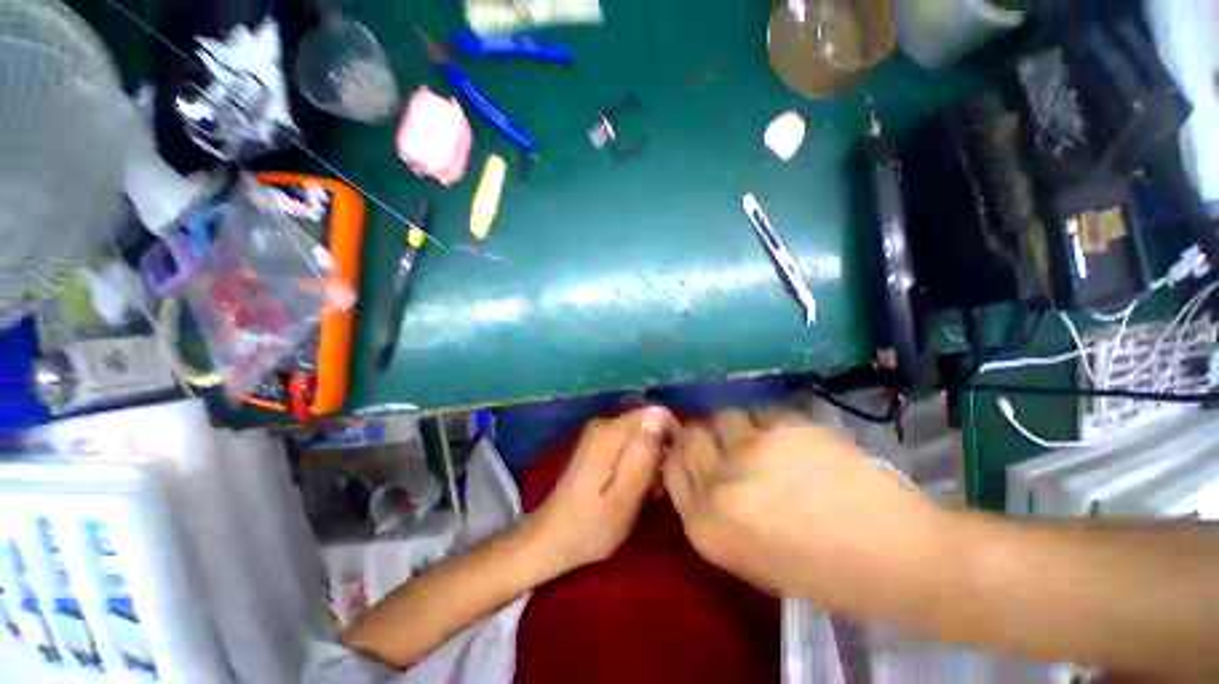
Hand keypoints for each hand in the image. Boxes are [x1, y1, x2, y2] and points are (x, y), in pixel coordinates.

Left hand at [527, 406, 679, 574]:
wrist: (552, 537)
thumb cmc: (591, 526)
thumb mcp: (624, 498)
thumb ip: (642, 455)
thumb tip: (659, 415)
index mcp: (610, 433)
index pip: (656, 414)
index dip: (672, 436)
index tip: (673, 467)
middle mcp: (603, 424)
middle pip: (647, 424)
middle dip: (660, 451)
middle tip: (658, 488)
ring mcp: (598, 434)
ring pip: (640, 435)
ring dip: (650, 460)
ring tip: (646, 494)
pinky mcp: (597, 444)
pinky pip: (628, 443)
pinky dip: (637, 462)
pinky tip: (633, 489)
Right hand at [664, 411, 945, 612]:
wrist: (896, 555)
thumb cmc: (822, 571)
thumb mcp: (748, 556)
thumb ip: (714, 513)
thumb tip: (701, 473)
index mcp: (706, 527)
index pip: (671, 469)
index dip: (681, 455)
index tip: (696, 451)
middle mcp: (719, 486)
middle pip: (691, 436)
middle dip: (703, 436)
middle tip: (727, 443)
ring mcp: (751, 452)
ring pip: (723, 416)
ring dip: (737, 426)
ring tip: (762, 440)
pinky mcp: (784, 428)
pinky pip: (760, 412)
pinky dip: (768, 421)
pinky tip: (792, 439)